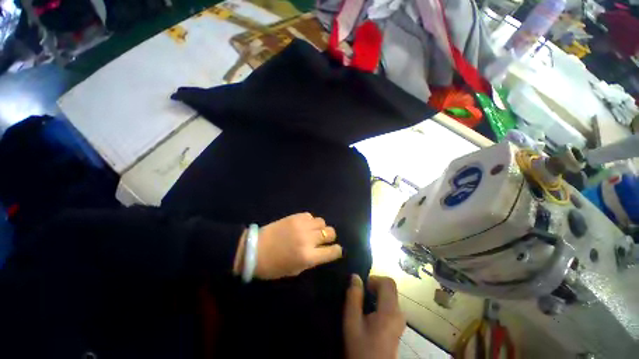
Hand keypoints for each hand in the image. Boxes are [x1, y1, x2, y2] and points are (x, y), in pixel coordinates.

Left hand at [254, 212, 340, 279]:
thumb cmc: (273, 266)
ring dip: (320, 228)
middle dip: (330, 237)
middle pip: (330, 233)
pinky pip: (310, 216)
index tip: (335, 250)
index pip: (332, 251)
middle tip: (323, 240)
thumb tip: (322, 252)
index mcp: (308, 257)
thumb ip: (311, 261)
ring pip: (322, 222)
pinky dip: (310, 221)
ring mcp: (302, 226)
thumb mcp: (295, 270)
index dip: (337, 251)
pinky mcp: (295, 217)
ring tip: (312, 231)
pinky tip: (303, 225)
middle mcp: (308, 239)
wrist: (254, 249)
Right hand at [344, 275, 405, 358]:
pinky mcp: (398, 325)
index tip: (362, 286)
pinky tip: (369, 312)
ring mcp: (400, 320)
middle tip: (360, 294)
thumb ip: (353, 297)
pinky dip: (379, 301)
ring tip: (362, 303)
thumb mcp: (352, 322)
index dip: (374, 279)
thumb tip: (355, 277)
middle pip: (390, 288)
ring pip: (390, 295)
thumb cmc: (361, 348)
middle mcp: (399, 313)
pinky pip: (390, 304)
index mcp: (390, 311)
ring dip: (376, 293)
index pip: (388, 282)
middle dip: (374, 285)